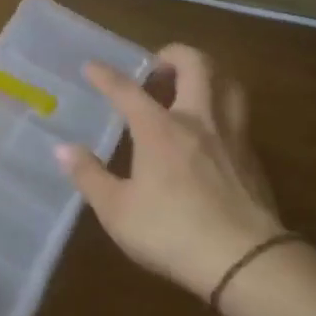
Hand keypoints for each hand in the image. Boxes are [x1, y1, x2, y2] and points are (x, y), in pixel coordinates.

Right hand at [56, 45, 284, 299]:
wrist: (245, 260)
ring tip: (193, 84)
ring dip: (210, 74)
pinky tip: (213, 132)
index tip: (91, 66)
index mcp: (159, 128)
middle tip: (157, 66)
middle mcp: (197, 120)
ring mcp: (231, 136)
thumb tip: (62, 148)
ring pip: (228, 84)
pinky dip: (224, 110)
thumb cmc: (172, 231)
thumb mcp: (117, 210)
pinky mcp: (253, 159)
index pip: (127, 90)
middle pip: (195, 65)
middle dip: (174, 54)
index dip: (106, 75)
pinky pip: (239, 117)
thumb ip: (89, 176)